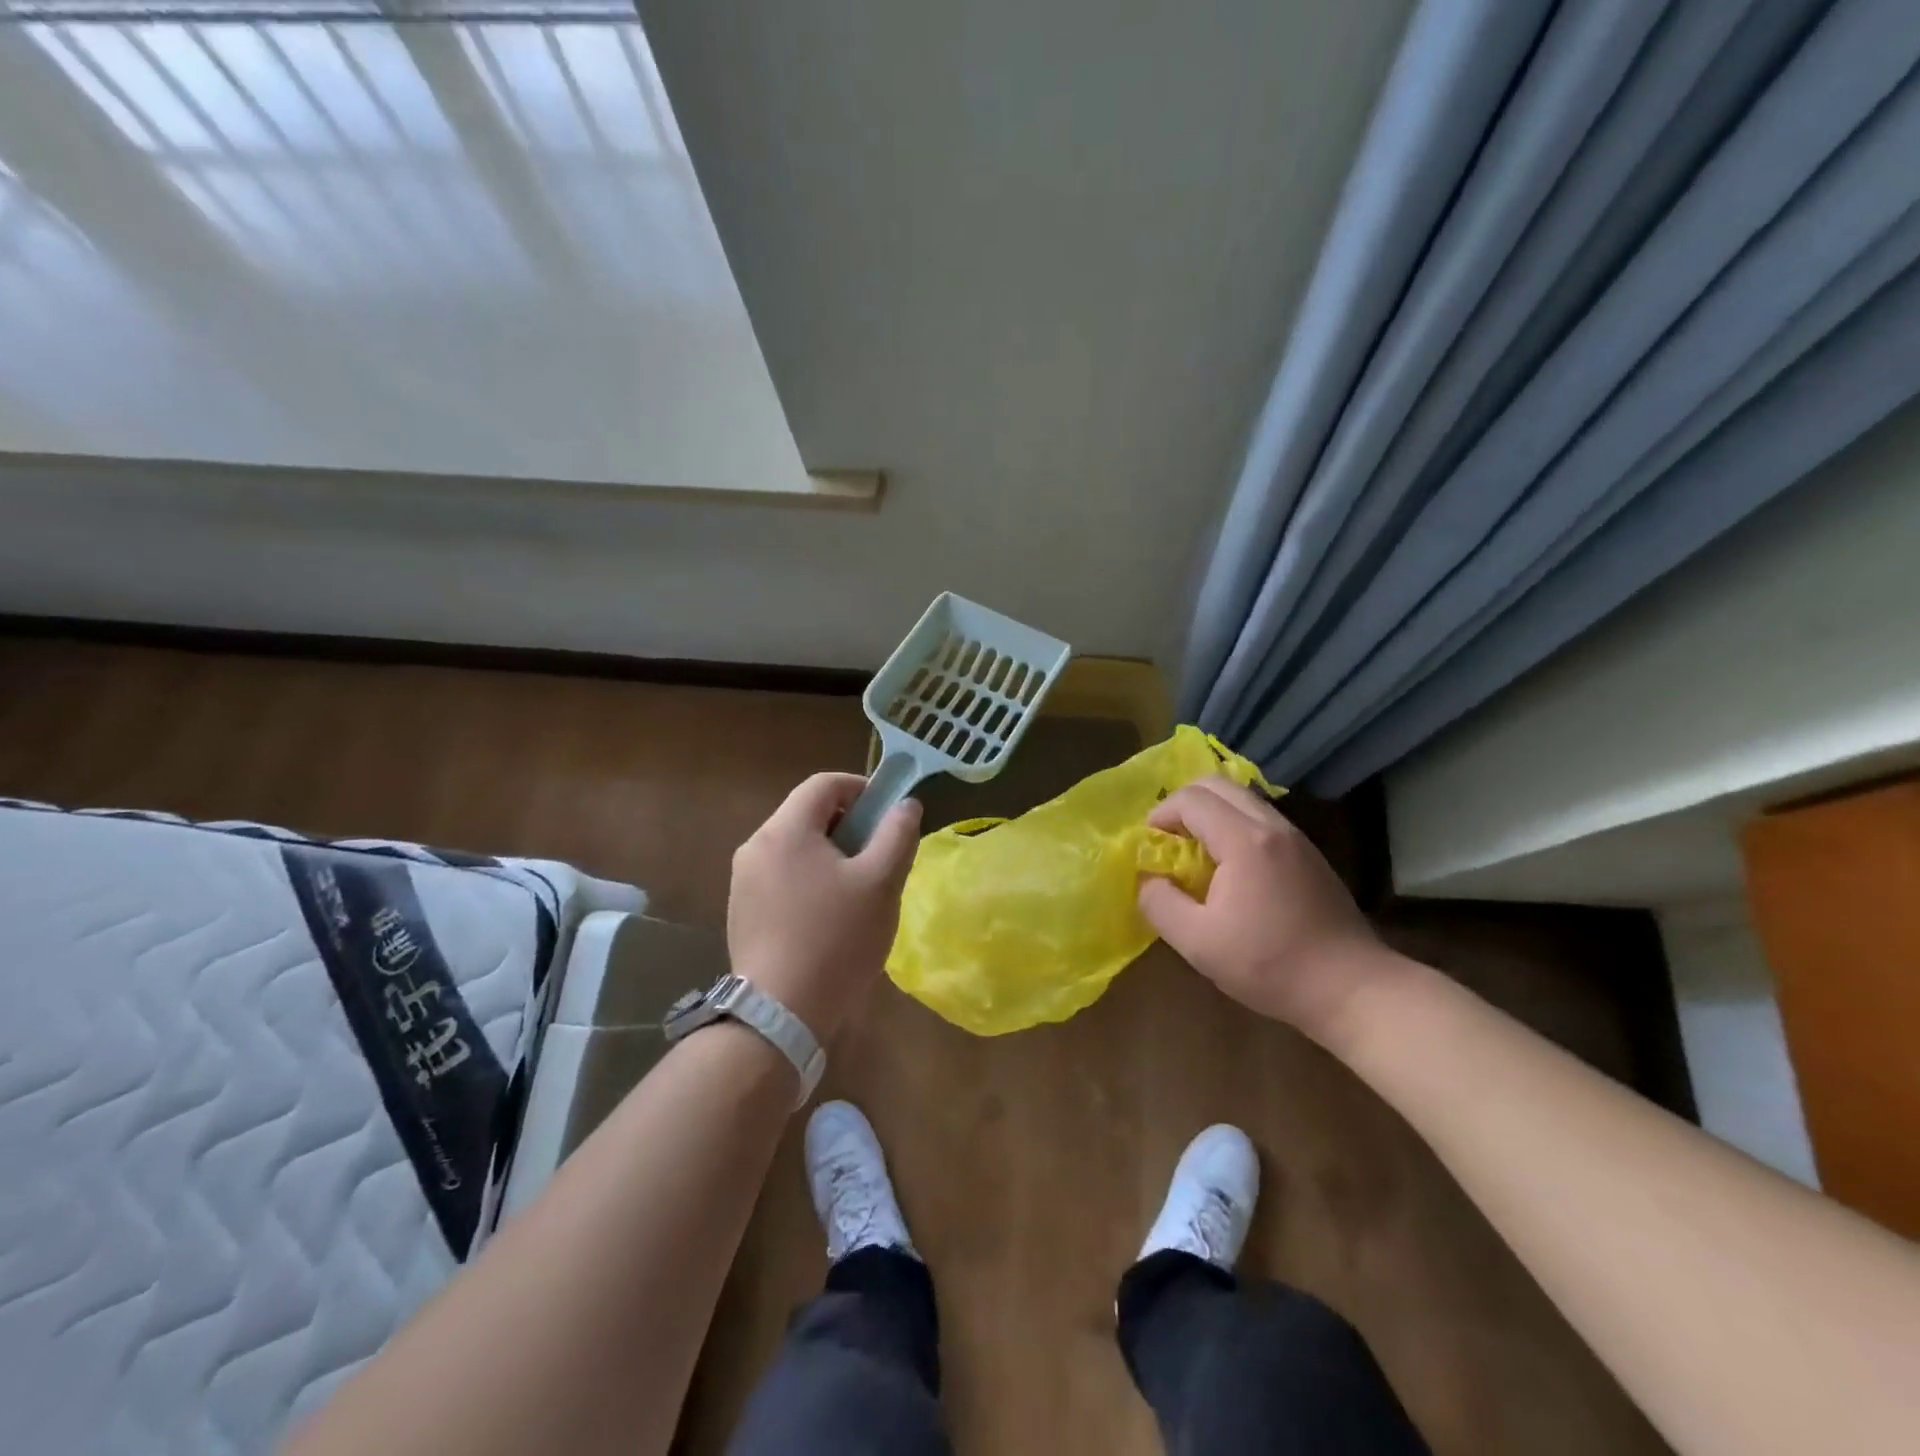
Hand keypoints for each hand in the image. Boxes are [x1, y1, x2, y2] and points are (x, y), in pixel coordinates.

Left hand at [727, 773, 921, 1041]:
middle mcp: (756, 846)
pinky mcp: (742, 911)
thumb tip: (906, 805)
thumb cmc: (836, 939)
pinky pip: (781, 877)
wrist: (781, 1014)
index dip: (861, 789)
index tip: (888, 814)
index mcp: (785, 830)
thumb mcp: (881, 883)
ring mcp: (743, 881)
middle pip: (806, 814)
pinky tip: (828, 917)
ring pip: (794, 848)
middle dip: (848, 825)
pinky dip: (809, 880)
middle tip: (878, 856)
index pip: (824, 784)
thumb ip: (898, 835)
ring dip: (829, 855)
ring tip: (857, 891)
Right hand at [1138, 776, 1382, 1039]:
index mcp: (1244, 840)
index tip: (1149, 845)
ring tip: (1194, 852)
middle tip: (1167, 839)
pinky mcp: (1309, 854)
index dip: (1161, 815)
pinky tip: (1230, 868)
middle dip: (1182, 804)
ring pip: (1242, 798)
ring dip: (1210, 813)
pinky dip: (1233, 825)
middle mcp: (1272, 826)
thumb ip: (1159, 903)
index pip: (1191, 799)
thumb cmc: (1270, 965)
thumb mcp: (1198, 943)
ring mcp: (1296, 837)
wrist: (1352, 988)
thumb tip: (1146, 878)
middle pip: (1217, 784)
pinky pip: (1260, 818)